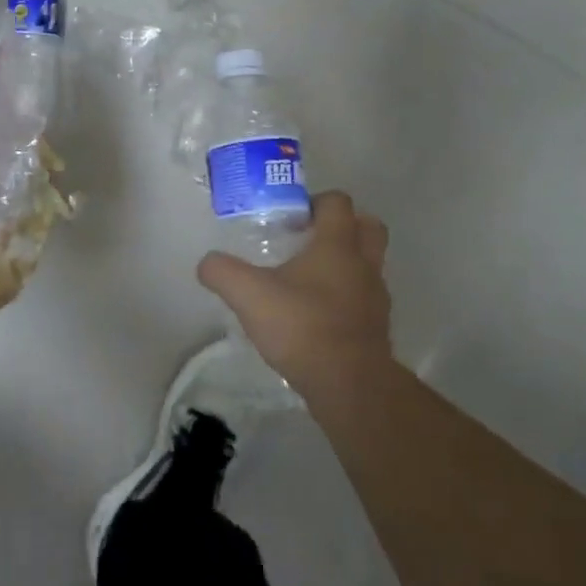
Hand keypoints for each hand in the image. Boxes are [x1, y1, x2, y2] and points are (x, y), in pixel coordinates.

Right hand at [196, 191, 392, 396]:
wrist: (349, 384)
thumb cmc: (302, 325)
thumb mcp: (249, 295)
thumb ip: (223, 272)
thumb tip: (207, 263)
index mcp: (338, 243)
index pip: (338, 202)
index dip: (315, 201)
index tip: (291, 217)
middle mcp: (364, 263)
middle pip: (368, 226)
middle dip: (345, 226)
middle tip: (310, 239)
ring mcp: (376, 296)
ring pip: (369, 264)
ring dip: (348, 264)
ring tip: (310, 281)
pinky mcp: (378, 327)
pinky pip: (365, 299)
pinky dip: (348, 299)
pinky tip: (319, 315)